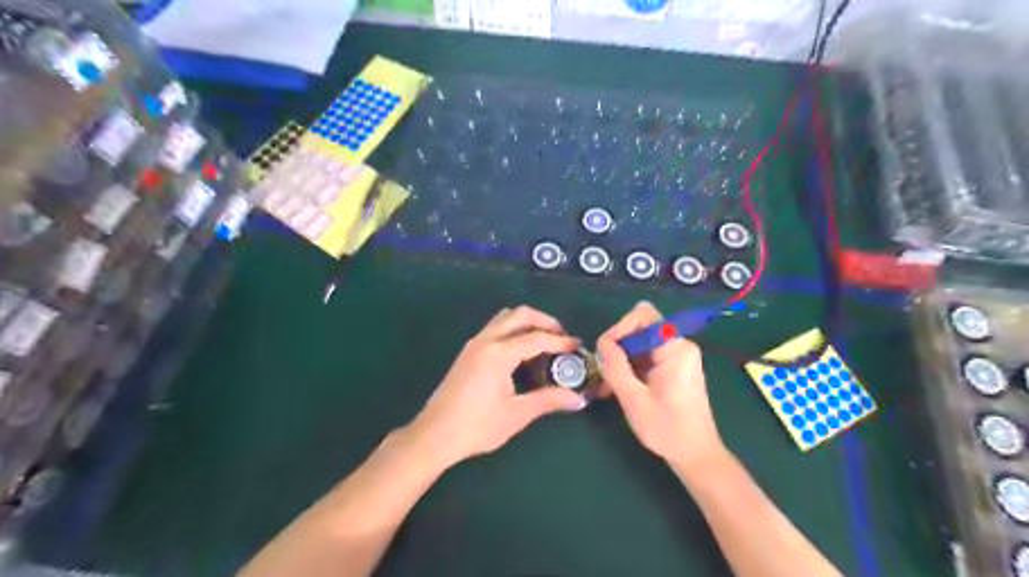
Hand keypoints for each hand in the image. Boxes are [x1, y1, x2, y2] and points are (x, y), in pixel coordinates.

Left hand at [402, 307, 586, 468]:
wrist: (435, 435)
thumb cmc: (477, 426)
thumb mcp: (517, 414)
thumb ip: (548, 400)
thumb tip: (577, 398)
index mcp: (499, 353)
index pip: (536, 338)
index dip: (560, 340)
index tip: (577, 345)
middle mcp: (486, 341)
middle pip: (519, 315)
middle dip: (544, 321)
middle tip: (561, 336)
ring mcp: (474, 344)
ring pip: (504, 318)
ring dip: (526, 323)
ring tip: (544, 342)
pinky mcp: (468, 353)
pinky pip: (495, 329)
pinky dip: (513, 331)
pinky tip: (521, 353)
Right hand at [596, 301, 720, 471]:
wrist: (695, 455)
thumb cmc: (667, 429)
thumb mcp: (634, 399)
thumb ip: (616, 367)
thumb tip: (602, 343)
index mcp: (675, 348)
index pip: (643, 316)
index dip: (620, 328)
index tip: (605, 352)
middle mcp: (679, 345)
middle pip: (640, 328)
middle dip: (618, 347)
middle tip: (604, 372)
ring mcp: (677, 356)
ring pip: (640, 343)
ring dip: (621, 360)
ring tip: (608, 386)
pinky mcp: (673, 367)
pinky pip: (646, 356)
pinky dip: (630, 368)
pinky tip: (618, 388)